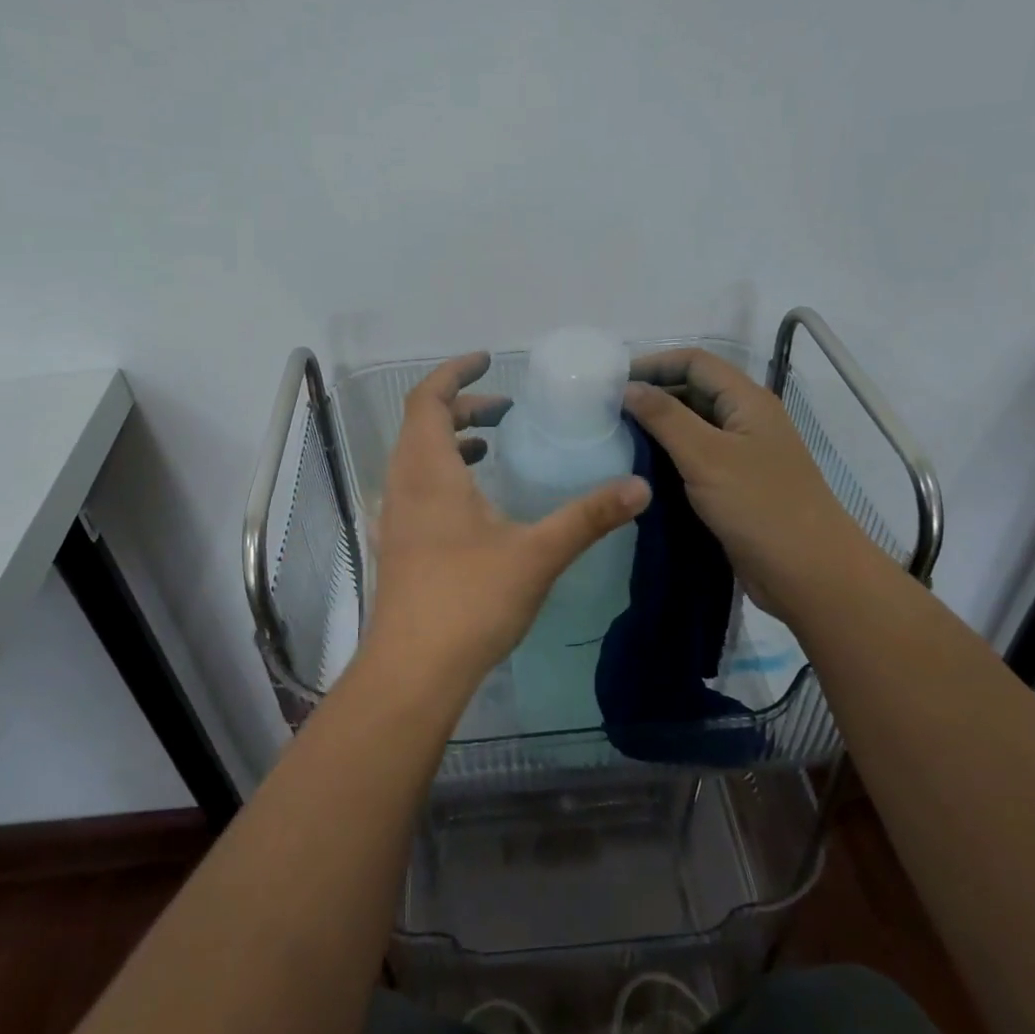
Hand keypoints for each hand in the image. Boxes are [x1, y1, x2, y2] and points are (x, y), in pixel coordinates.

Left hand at [361, 352, 650, 706]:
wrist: (412, 671)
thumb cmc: (470, 601)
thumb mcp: (537, 553)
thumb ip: (588, 516)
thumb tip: (639, 487)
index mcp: (429, 470)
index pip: (429, 398)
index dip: (455, 373)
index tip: (488, 362)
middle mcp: (403, 484)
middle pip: (422, 423)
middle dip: (462, 406)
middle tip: (505, 410)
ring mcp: (395, 516)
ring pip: (417, 456)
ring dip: (451, 440)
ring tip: (492, 443)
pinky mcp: (398, 544)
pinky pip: (416, 486)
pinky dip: (444, 472)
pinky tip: (476, 501)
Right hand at [623, 348, 870, 616]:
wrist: (811, 575)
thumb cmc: (760, 507)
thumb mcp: (706, 456)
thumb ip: (665, 417)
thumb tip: (629, 387)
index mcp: (747, 401)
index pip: (695, 362)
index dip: (654, 364)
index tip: (612, 383)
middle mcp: (746, 420)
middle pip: (694, 389)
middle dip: (652, 394)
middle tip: (607, 413)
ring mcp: (742, 454)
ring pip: (693, 426)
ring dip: (658, 427)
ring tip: (616, 439)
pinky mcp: (735, 486)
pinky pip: (696, 458)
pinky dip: (669, 456)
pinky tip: (640, 469)